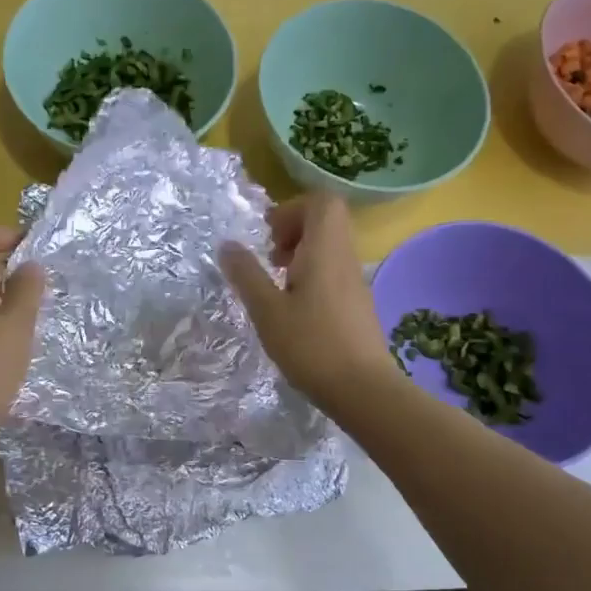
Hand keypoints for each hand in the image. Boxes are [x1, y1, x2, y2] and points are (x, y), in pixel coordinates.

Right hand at [219, 194, 399, 411]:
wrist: (363, 389)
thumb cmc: (311, 346)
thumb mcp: (267, 311)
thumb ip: (246, 275)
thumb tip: (227, 245)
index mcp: (326, 250)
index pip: (322, 201)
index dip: (292, 208)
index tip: (268, 235)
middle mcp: (345, 257)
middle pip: (326, 219)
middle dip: (294, 229)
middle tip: (271, 255)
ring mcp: (355, 280)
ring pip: (330, 246)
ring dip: (301, 253)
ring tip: (277, 282)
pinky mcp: (357, 302)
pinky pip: (334, 269)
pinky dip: (312, 273)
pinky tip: (294, 307)